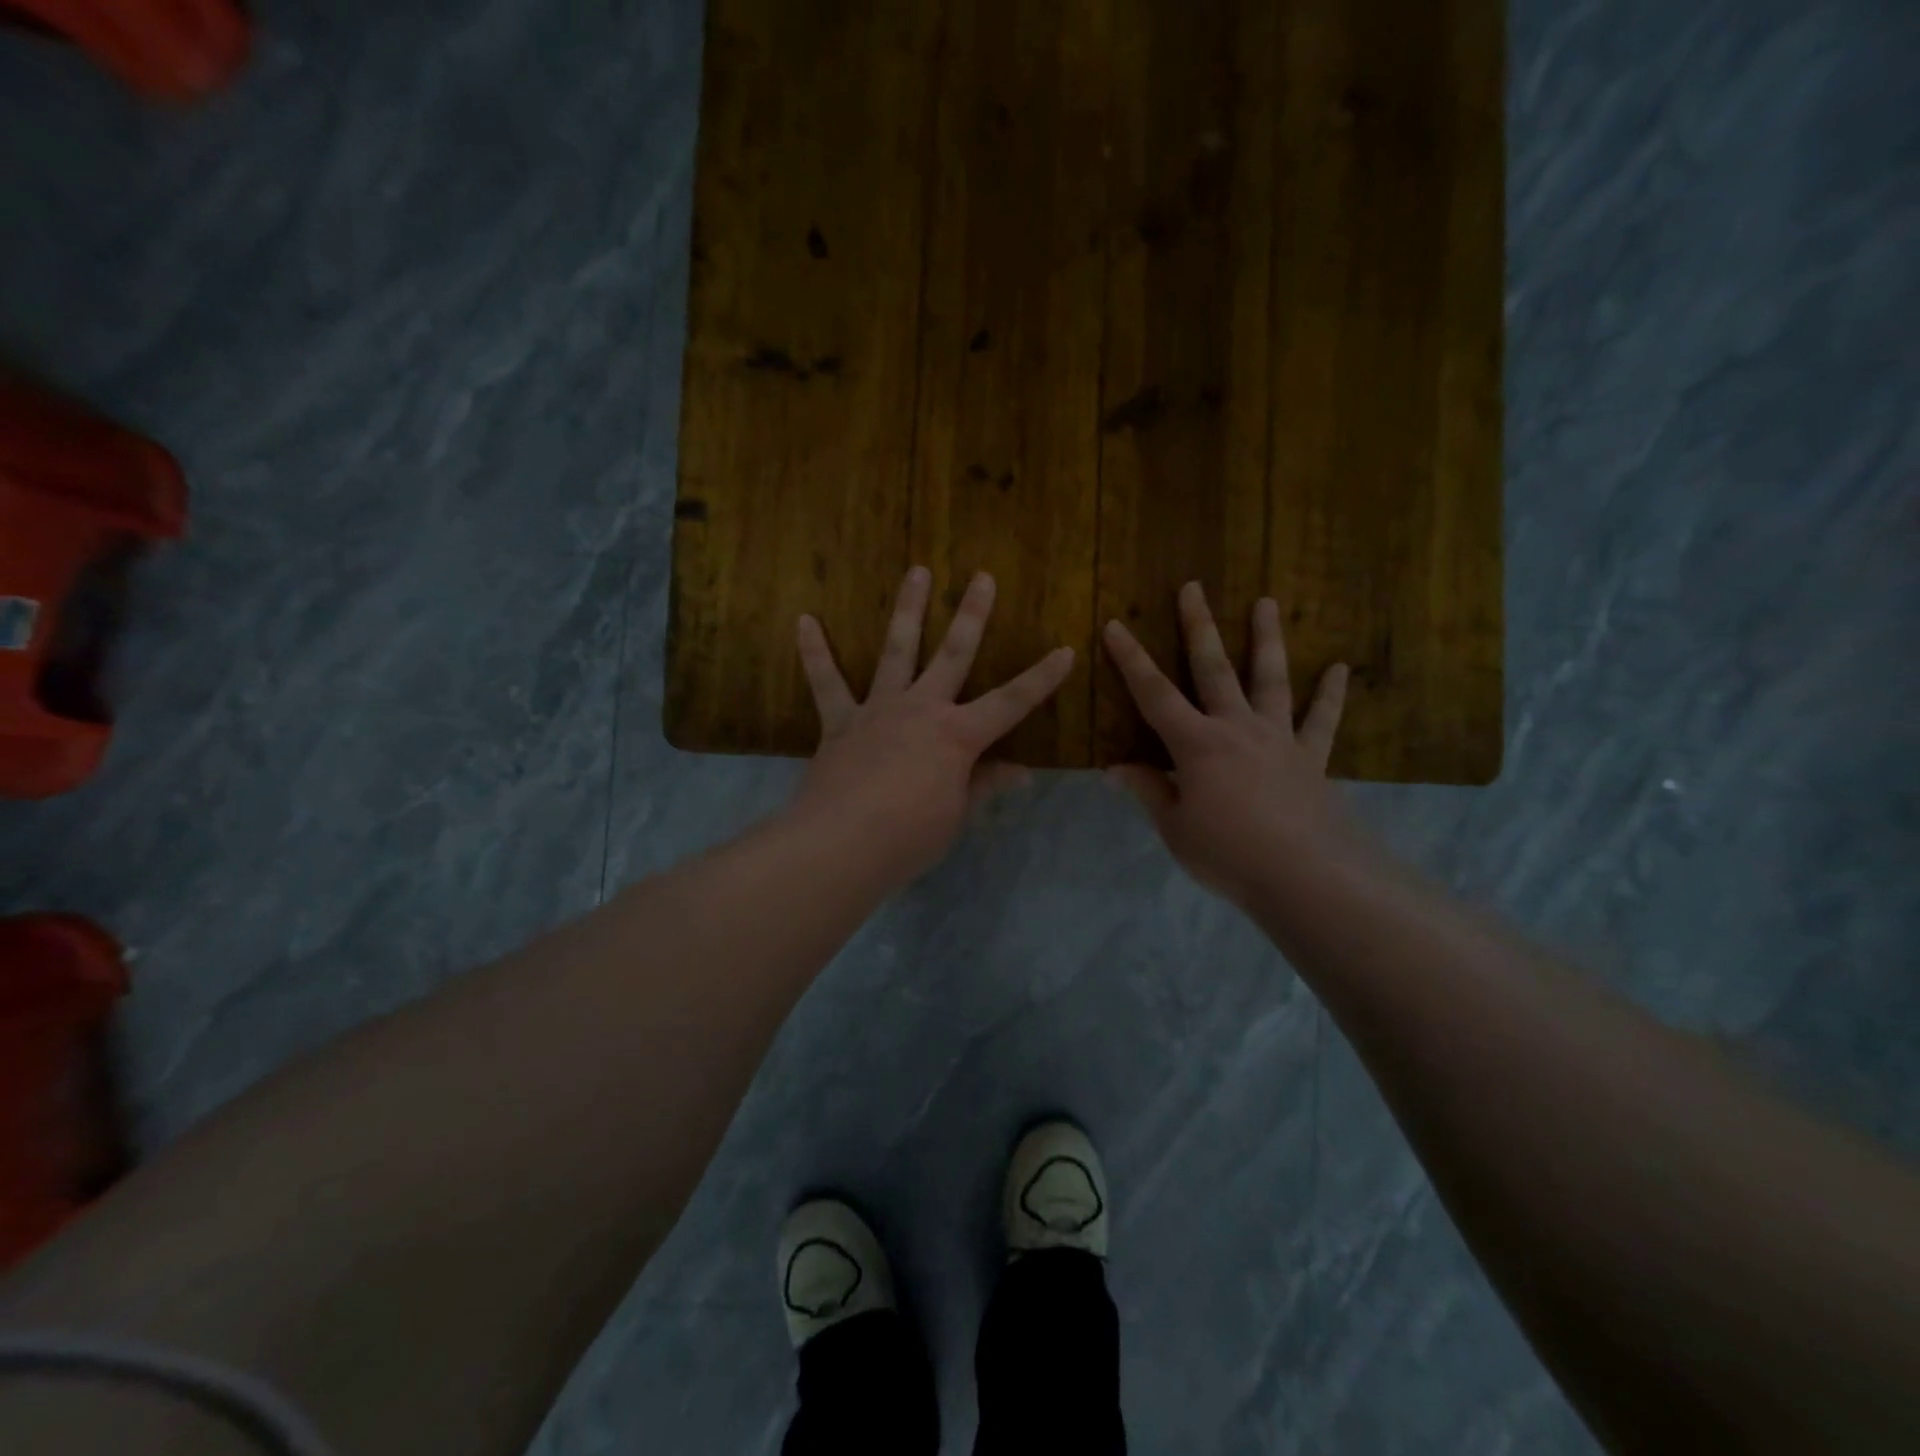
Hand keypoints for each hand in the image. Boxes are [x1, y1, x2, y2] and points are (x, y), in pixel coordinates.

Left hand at [791, 566, 1075, 883]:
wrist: (841, 844)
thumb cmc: (909, 836)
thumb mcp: (956, 815)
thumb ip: (983, 784)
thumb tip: (1022, 772)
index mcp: (957, 735)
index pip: (1011, 703)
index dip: (1041, 678)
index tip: (1065, 650)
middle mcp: (921, 709)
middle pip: (953, 654)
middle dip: (972, 615)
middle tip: (982, 577)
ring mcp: (879, 709)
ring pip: (897, 649)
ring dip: (908, 609)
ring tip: (917, 571)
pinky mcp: (840, 722)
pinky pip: (826, 682)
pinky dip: (814, 652)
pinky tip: (804, 621)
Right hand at [1103, 583, 1375, 906]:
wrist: (1306, 876)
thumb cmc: (1229, 854)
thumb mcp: (1175, 828)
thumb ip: (1149, 791)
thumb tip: (1113, 769)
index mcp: (1196, 745)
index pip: (1154, 694)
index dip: (1131, 660)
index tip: (1115, 625)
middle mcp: (1236, 728)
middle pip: (1213, 668)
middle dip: (1198, 626)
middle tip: (1192, 588)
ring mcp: (1278, 738)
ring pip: (1270, 678)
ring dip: (1266, 639)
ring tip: (1265, 603)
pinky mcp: (1310, 757)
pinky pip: (1321, 720)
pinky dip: (1330, 694)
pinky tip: (1340, 668)